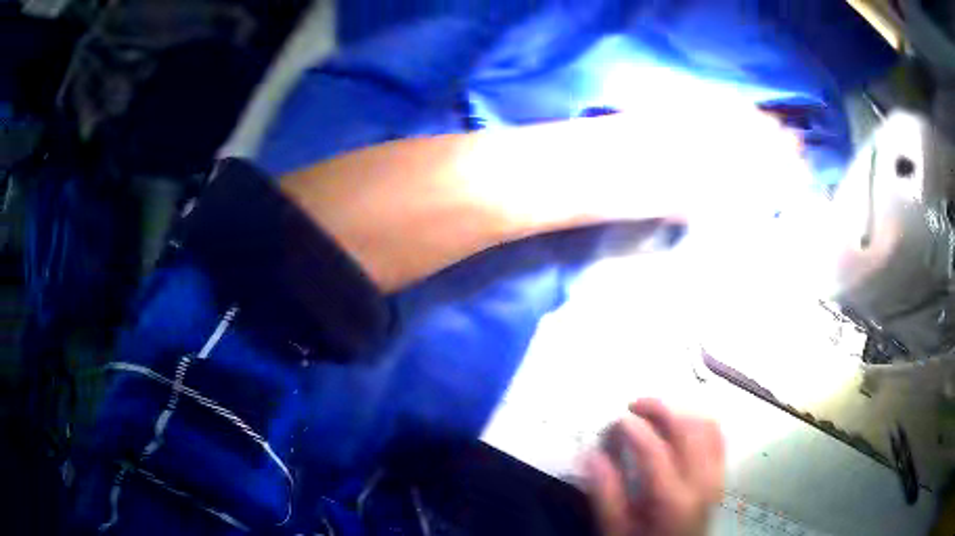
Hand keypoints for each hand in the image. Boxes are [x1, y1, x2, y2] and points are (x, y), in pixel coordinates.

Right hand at [583, 399, 724, 535]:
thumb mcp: (616, 528)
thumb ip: (605, 494)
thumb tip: (592, 455)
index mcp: (672, 499)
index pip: (654, 449)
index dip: (633, 428)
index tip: (615, 421)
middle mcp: (701, 482)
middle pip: (687, 428)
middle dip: (660, 408)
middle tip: (634, 406)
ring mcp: (716, 475)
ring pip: (706, 425)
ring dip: (681, 411)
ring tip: (656, 413)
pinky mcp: (720, 474)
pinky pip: (717, 435)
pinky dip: (699, 421)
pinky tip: (681, 424)